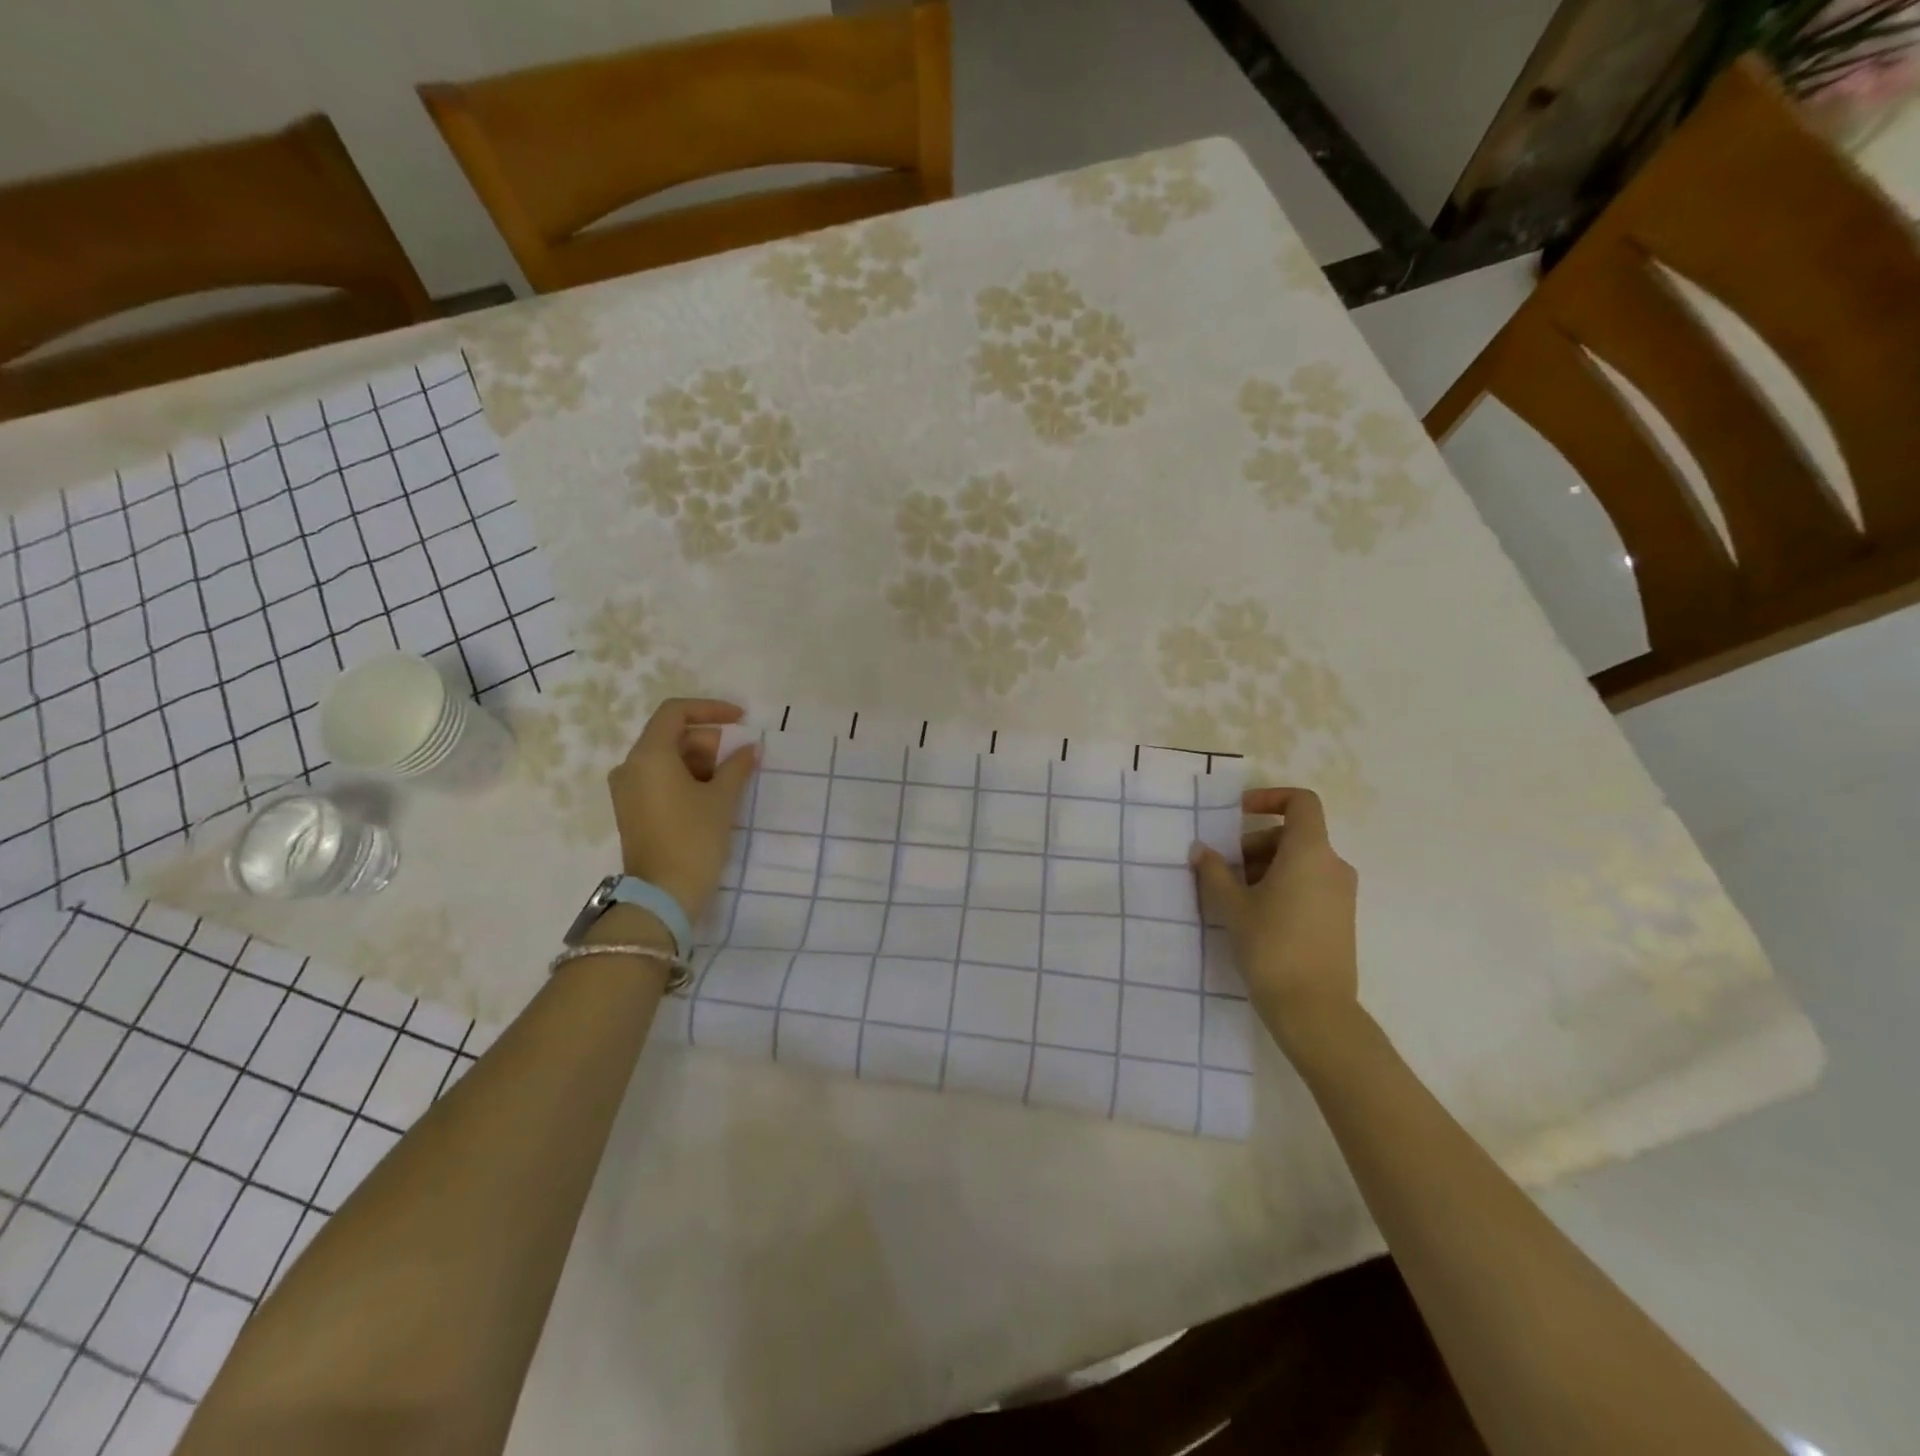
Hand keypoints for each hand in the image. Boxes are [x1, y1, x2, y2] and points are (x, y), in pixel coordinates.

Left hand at [606, 699, 756, 922]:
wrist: (663, 895)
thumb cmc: (694, 839)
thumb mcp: (722, 799)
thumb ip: (737, 766)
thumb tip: (750, 748)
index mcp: (649, 755)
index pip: (676, 712)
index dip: (711, 709)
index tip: (741, 720)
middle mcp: (630, 766)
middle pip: (671, 735)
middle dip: (708, 741)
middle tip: (737, 762)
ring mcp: (627, 789)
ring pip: (666, 758)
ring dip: (699, 761)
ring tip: (727, 783)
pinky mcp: (632, 809)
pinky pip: (659, 779)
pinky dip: (685, 778)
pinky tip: (710, 796)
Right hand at [1191, 787, 1359, 1058]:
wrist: (1314, 1009)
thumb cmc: (1271, 946)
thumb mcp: (1232, 906)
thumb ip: (1213, 871)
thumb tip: (1201, 849)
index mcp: (1310, 852)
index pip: (1301, 802)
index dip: (1269, 798)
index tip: (1238, 813)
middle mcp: (1333, 866)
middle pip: (1293, 835)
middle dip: (1255, 844)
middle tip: (1224, 869)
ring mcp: (1341, 894)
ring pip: (1299, 862)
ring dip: (1264, 867)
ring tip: (1234, 897)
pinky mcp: (1340, 919)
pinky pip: (1309, 885)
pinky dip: (1281, 886)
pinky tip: (1255, 915)